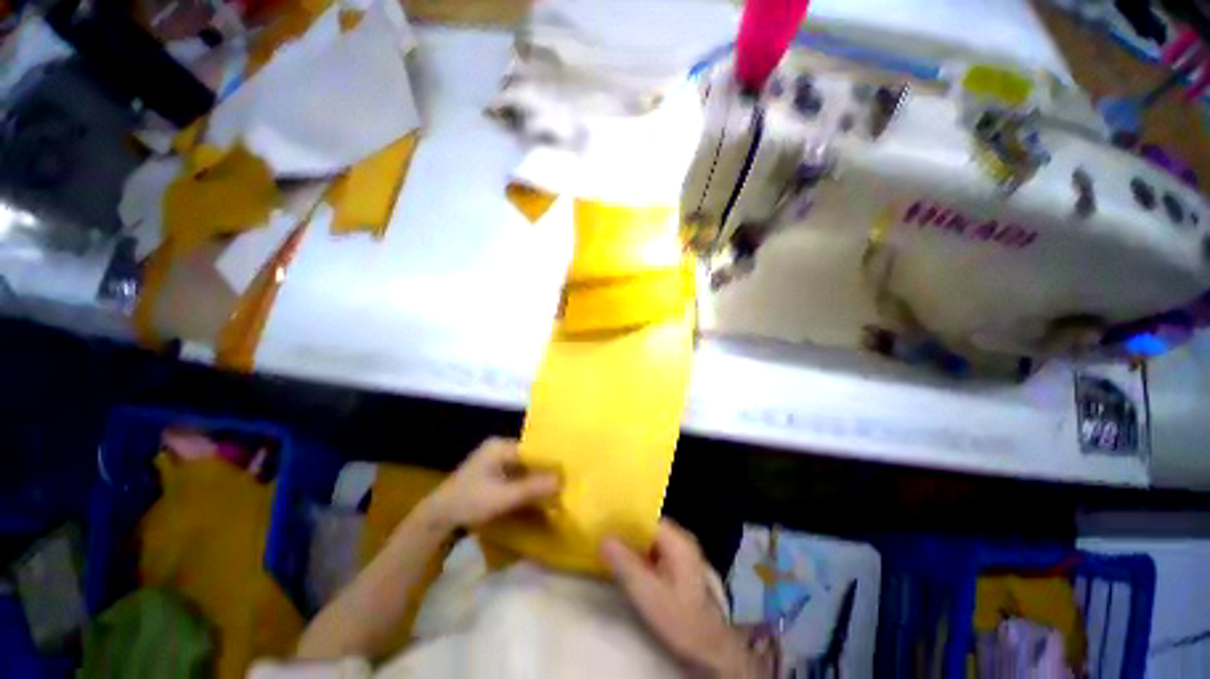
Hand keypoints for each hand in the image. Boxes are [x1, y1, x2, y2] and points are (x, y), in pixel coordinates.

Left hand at [423, 438, 559, 529]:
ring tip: (556, 489)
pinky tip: (538, 495)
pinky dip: (526, 485)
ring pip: (524, 468)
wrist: (436, 518)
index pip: (533, 448)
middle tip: (564, 482)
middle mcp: (500, 449)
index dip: (549, 460)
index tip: (567, 471)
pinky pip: (517, 476)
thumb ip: (532, 488)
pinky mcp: (493, 475)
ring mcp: (495, 462)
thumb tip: (562, 480)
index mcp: (501, 446)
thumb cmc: (469, 502)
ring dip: (536, 479)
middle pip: (530, 457)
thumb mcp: (502, 496)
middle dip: (544, 471)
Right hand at [601, 520, 755, 677]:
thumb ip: (624, 563)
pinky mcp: (678, 565)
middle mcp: (680, 538)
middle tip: (601, 536)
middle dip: (625, 532)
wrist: (708, 646)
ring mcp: (681, 551)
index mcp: (677, 539)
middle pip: (647, 527)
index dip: (624, 520)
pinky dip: (639, 554)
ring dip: (631, 544)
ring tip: (608, 547)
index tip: (603, 524)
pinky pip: (654, 551)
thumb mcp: (647, 592)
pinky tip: (626, 563)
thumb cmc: (678, 617)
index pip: (645, 518)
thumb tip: (603, 538)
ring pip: (649, 539)